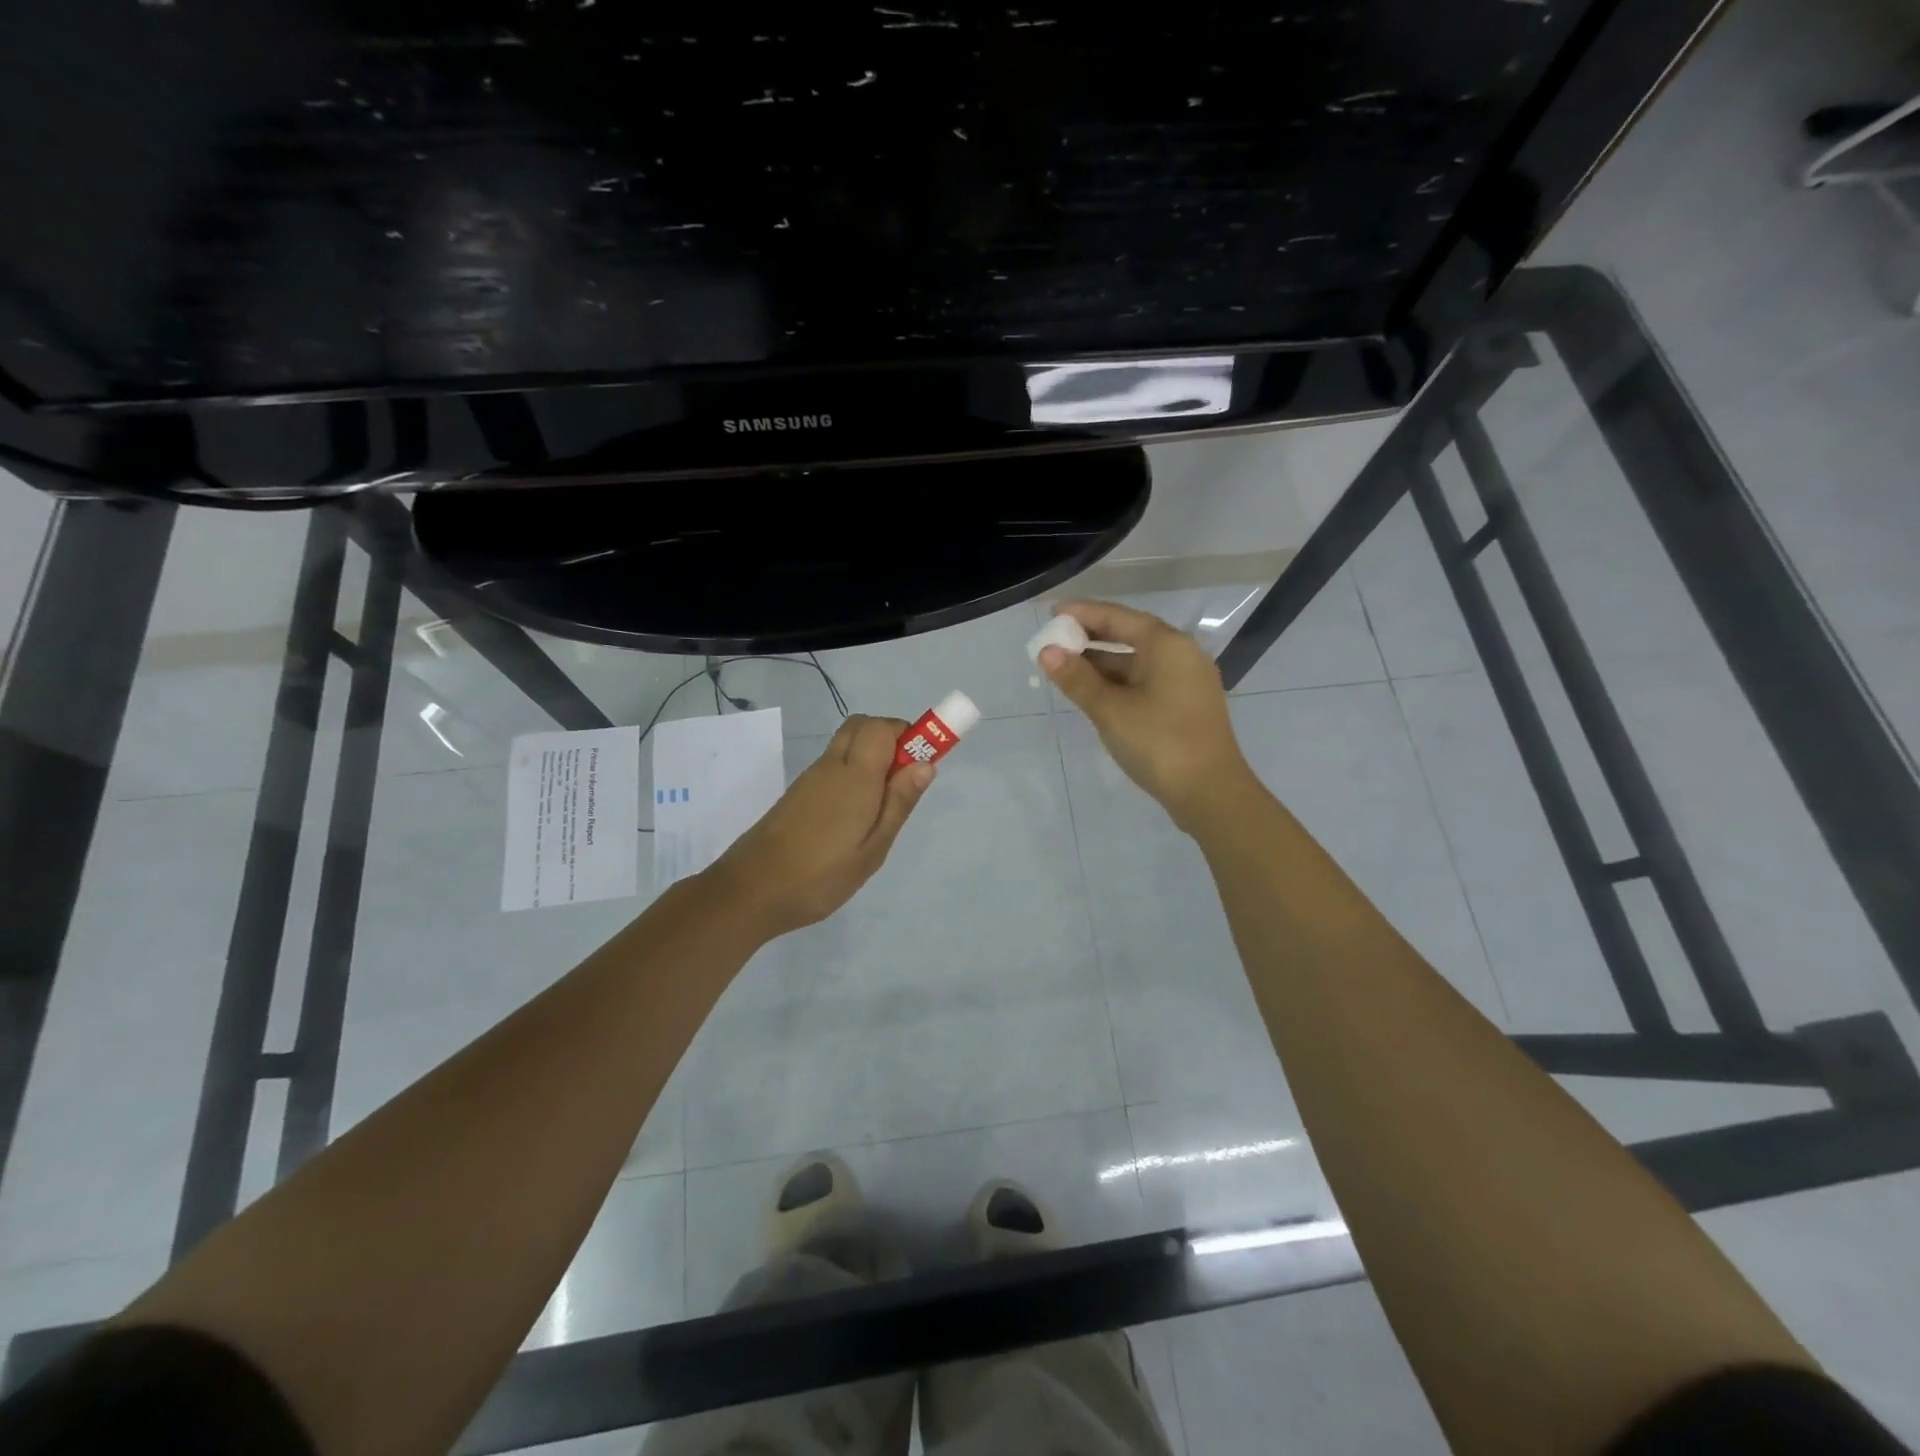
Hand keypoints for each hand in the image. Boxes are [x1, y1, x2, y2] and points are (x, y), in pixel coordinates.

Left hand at [705, 714, 935, 937]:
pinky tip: (854, 815)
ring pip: (846, 744)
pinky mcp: (798, 793)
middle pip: (862, 726)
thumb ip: (899, 803)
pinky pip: (833, 764)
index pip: (882, 727)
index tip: (922, 764)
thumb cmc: (820, 876)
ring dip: (871, 755)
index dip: (908, 734)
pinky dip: (852, 771)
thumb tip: (925, 763)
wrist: (750, 891)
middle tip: (904, 780)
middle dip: (890, 738)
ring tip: (881, 805)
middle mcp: (831, 766)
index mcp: (854, 776)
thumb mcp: (872, 850)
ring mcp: (810, 778)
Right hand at [1041, 600, 1256, 832]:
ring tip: (1066, 667)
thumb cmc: (1159, 743)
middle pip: (1130, 635)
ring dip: (1103, 662)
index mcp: (1167, 645)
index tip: (1053, 613)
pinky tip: (1095, 692)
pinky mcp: (1186, 705)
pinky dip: (1119, 681)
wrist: (1210, 793)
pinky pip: (1146, 681)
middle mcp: (1182, 654)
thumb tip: (1047, 652)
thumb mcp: (1110, 710)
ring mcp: (1187, 681)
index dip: (1083, 614)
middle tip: (1054, 641)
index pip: (1118, 617)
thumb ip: (1077, 678)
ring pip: (1137, 661)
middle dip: (1091, 638)